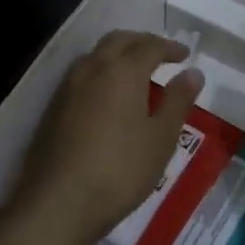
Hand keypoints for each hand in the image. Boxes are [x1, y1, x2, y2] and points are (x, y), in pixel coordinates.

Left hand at [0, 31, 203, 244]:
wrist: (58, 203)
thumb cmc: (120, 170)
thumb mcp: (161, 138)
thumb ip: (178, 101)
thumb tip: (192, 73)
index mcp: (122, 71)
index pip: (150, 46)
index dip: (170, 47)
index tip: (185, 55)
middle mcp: (92, 69)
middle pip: (118, 41)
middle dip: (142, 42)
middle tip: (161, 55)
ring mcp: (67, 87)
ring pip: (96, 56)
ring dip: (118, 55)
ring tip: (136, 74)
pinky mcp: (52, 108)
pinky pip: (81, 76)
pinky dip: (101, 73)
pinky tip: (108, 97)